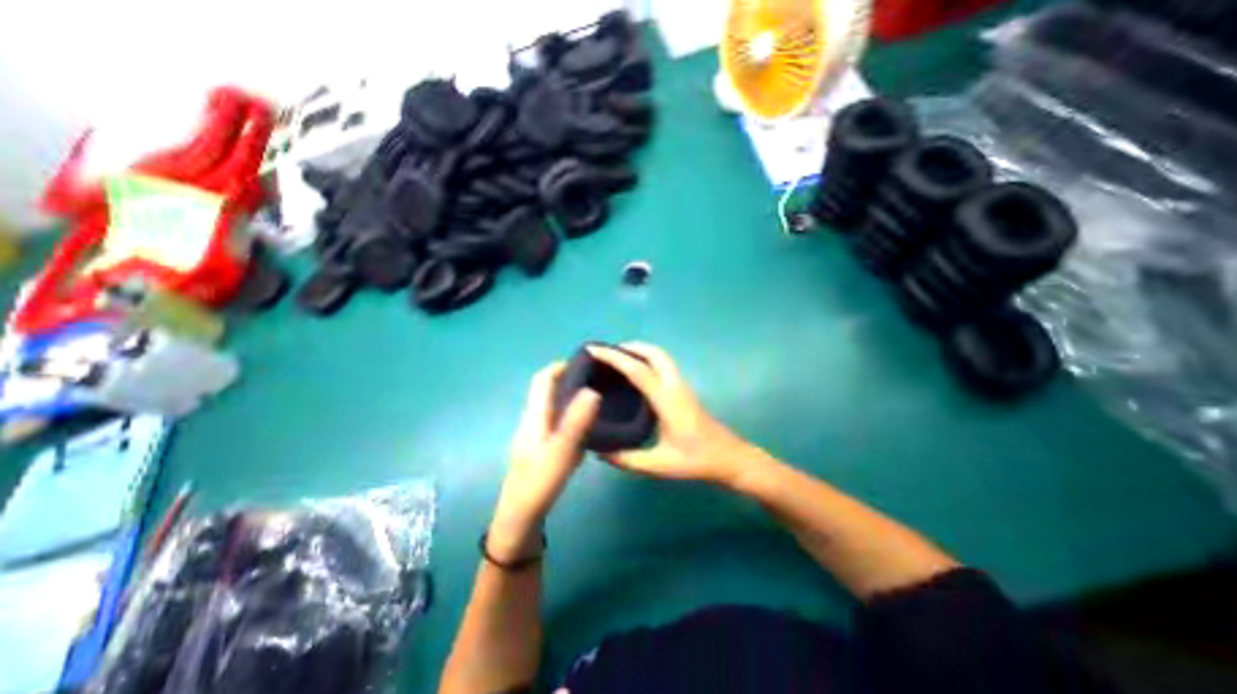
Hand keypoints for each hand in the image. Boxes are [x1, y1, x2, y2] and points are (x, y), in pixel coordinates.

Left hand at [489, 362, 599, 561]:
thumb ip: (575, 423)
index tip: (585, 362)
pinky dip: (573, 417)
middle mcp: (534, 422)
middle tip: (599, 379)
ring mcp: (537, 436)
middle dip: (570, 380)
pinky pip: (559, 424)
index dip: (560, 367)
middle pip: (548, 391)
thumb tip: (592, 391)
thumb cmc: (538, 485)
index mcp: (534, 418)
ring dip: (572, 398)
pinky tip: (591, 425)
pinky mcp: (543, 449)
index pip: (542, 381)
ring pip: (554, 408)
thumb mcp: (560, 453)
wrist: (519, 521)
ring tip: (600, 396)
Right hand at [584, 340, 763, 488]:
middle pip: (654, 353)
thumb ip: (627, 459)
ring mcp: (682, 386)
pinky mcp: (684, 391)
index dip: (614, 357)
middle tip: (606, 353)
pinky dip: (646, 360)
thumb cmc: (698, 461)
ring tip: (617, 360)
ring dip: (639, 351)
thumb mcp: (660, 465)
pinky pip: (663, 366)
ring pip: (660, 357)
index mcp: (667, 400)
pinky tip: (635, 375)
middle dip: (629, 346)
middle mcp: (675, 386)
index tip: (594, 350)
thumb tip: (599, 451)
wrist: (730, 459)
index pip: (638, 369)